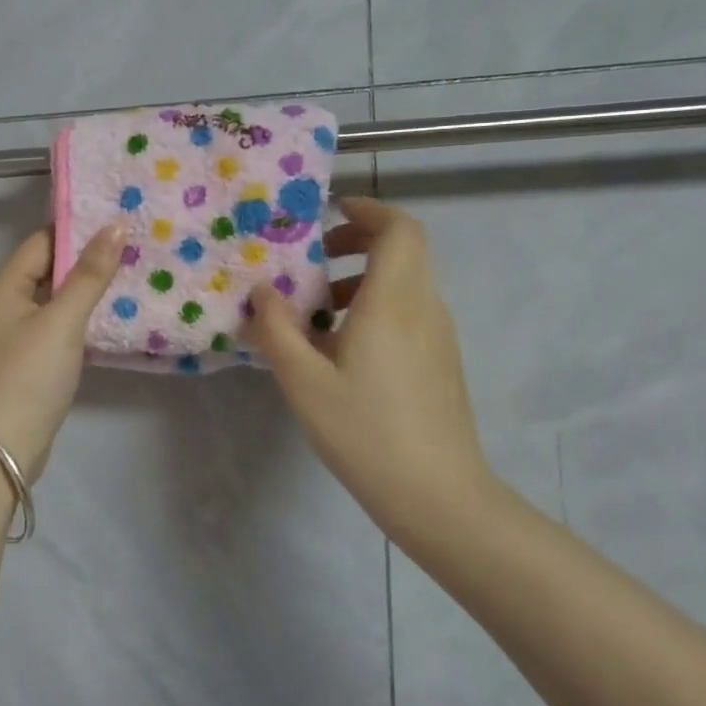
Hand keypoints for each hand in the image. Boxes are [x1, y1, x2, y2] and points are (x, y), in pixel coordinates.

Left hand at [0, 223, 126, 481]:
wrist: (7, 444)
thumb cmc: (31, 375)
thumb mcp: (63, 320)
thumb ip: (90, 275)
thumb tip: (115, 226)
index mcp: (5, 286)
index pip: (43, 241)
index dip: (78, 229)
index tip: (118, 220)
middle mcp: (7, 303)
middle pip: (49, 268)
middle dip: (88, 258)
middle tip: (133, 245)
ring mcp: (18, 333)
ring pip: (56, 297)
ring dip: (87, 288)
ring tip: (131, 273)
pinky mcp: (31, 358)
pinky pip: (59, 323)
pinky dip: (82, 315)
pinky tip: (112, 314)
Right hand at [247, 198, 510, 545]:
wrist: (438, 496)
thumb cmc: (365, 432)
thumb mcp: (304, 381)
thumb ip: (277, 329)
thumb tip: (263, 290)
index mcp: (394, 302)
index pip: (400, 229)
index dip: (367, 210)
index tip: (328, 215)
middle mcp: (424, 309)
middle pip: (402, 251)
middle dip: (356, 243)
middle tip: (312, 263)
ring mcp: (439, 336)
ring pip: (403, 285)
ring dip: (360, 282)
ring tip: (315, 315)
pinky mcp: (441, 362)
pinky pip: (408, 314)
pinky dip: (374, 310)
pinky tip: (340, 352)